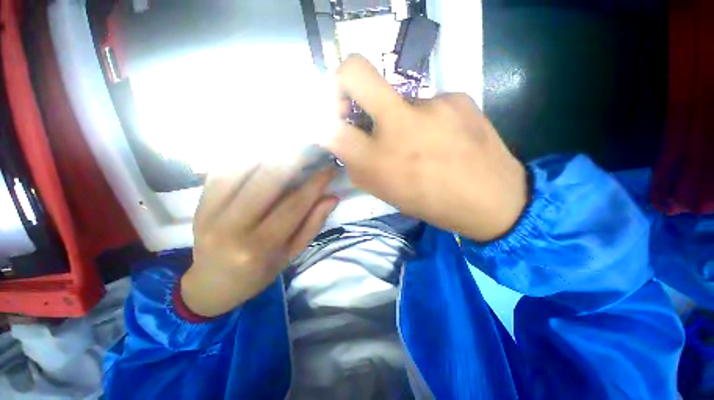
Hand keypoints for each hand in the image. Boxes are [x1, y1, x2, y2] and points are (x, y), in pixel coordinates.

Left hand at [181, 162, 337, 317]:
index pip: (294, 205)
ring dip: (268, 152)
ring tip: (289, 143)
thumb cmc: (259, 272)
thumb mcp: (291, 253)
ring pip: (242, 169)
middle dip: (292, 159)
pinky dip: (243, 155)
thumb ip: (312, 224)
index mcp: (260, 247)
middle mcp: (232, 227)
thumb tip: (332, 197)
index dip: (315, 183)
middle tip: (310, 147)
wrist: (213, 283)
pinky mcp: (198, 203)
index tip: (329, 168)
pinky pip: (221, 170)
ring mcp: (209, 213)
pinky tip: (261, 149)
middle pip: (266, 181)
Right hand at [328, 55, 526, 240]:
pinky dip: (426, 119)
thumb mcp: (386, 193)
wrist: (493, 200)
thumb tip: (345, 141)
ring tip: (422, 143)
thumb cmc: (432, 203)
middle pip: (354, 70)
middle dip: (341, 81)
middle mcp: (399, 123)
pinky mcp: (458, 96)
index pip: (330, 124)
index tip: (332, 120)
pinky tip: (443, 138)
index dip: (323, 118)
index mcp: (378, 159)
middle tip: (350, 100)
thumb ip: (359, 166)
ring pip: (398, 98)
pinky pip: (428, 103)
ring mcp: (431, 103)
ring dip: (399, 118)